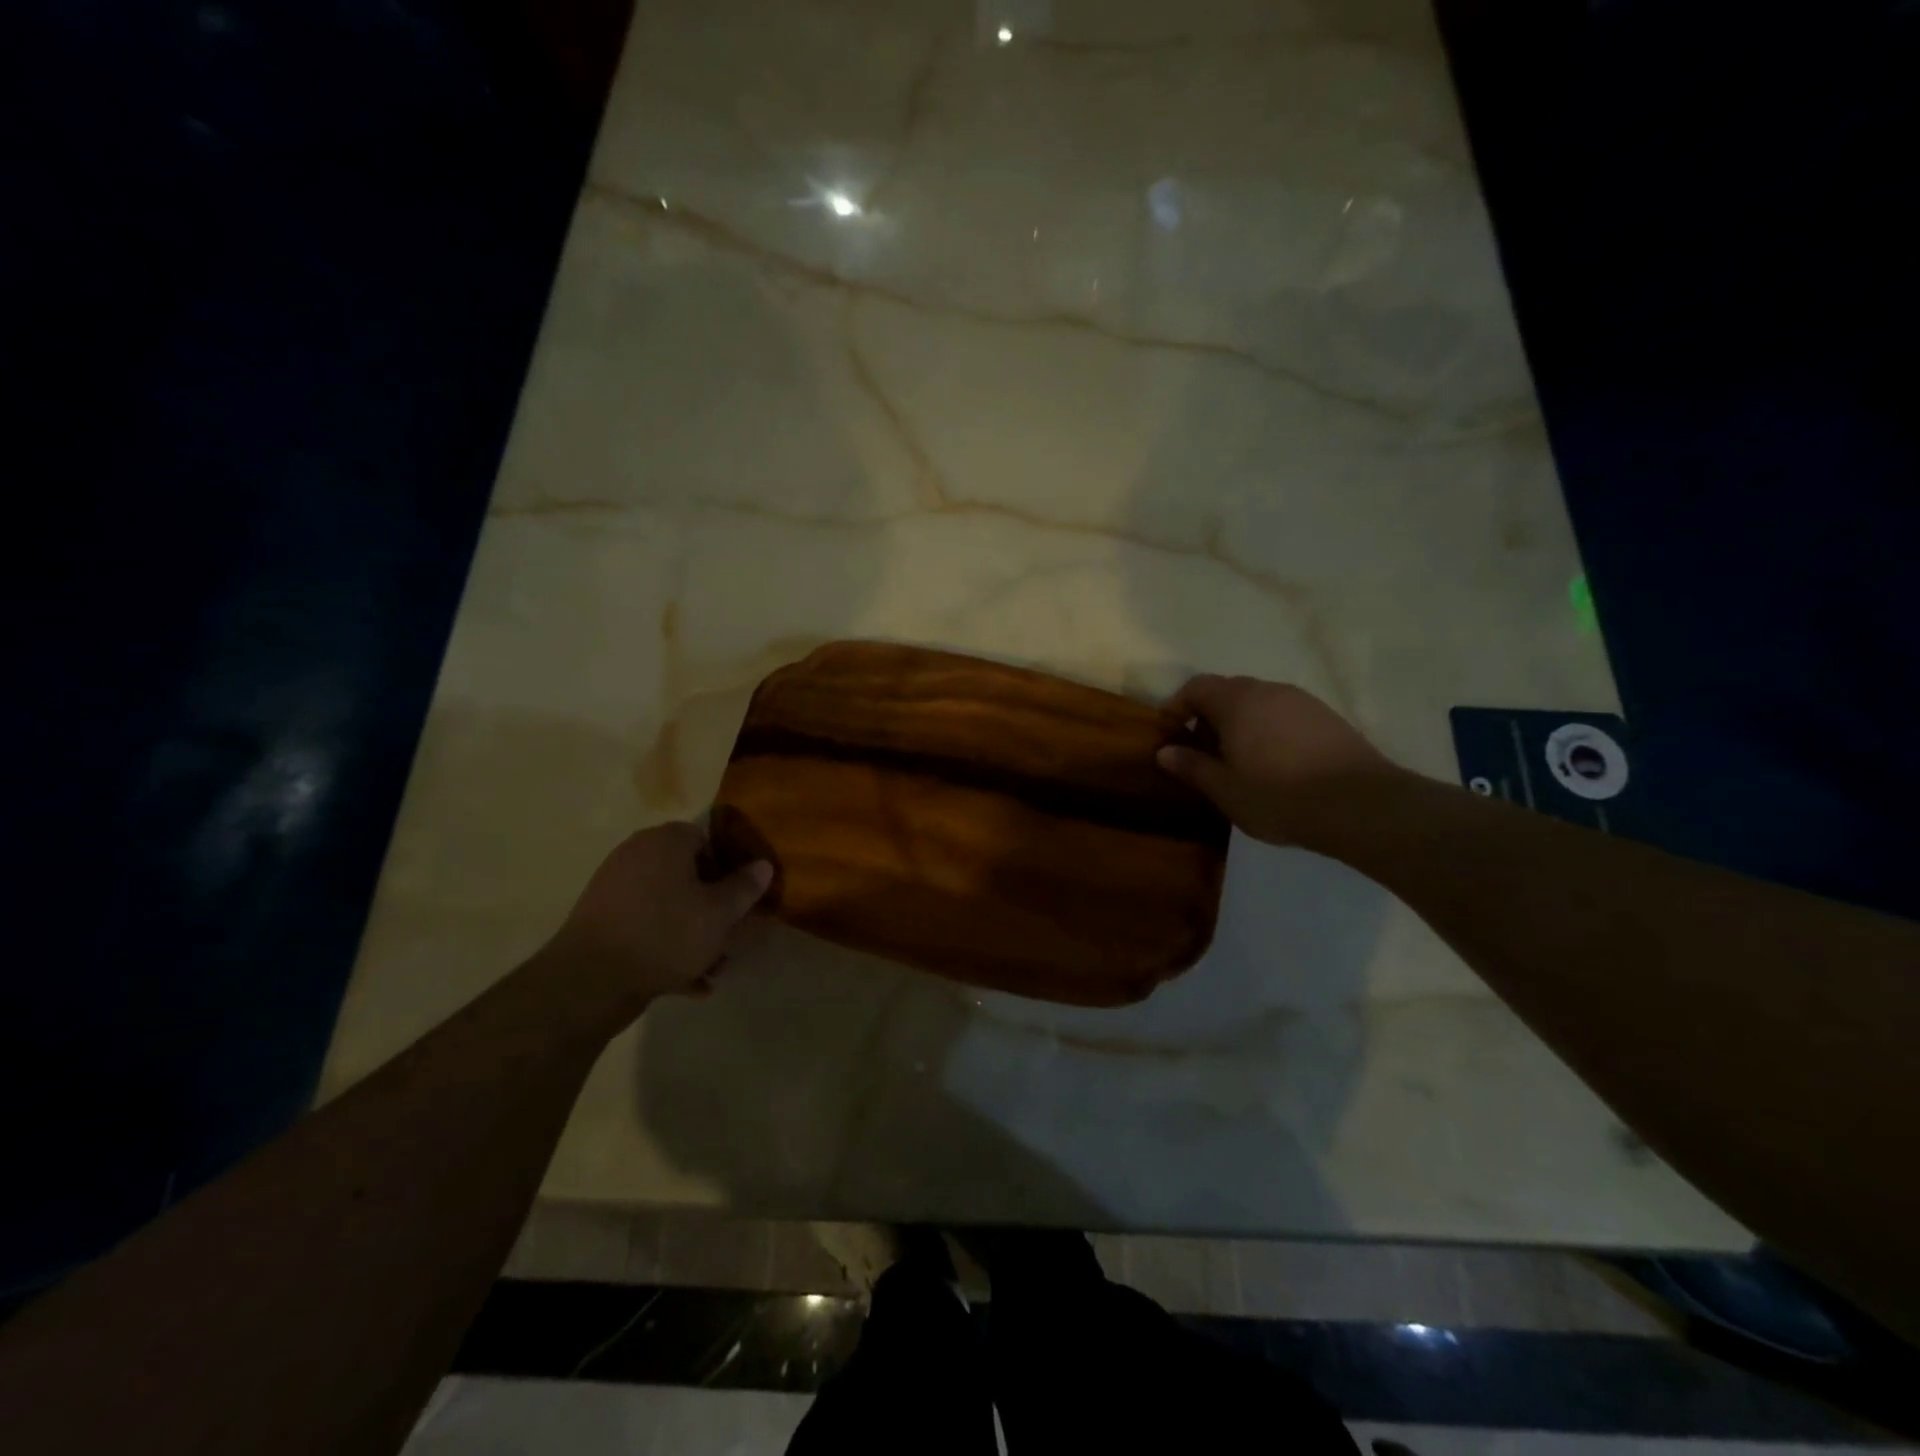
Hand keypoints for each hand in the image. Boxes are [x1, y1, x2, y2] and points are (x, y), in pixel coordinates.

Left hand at [542, 822, 772, 1009]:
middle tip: (730, 934)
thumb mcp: (720, 914)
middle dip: (711, 905)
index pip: (707, 839)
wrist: (590, 981)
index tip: (740, 897)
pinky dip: (665, 947)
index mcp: (666, 841)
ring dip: (692, 932)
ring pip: (667, 905)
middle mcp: (636, 854)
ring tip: (711, 966)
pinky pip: (645, 927)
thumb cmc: (666, 934)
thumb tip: (763, 865)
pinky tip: (686, 982)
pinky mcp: (600, 920)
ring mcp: (614, 888)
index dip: (728, 867)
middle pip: (687, 874)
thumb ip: (745, 887)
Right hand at [1156, 674, 1402, 846]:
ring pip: (1258, 702)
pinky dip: (1269, 729)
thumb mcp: (1226, 790)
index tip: (1172, 736)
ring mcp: (1302, 701)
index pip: (1196, 687)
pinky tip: (1276, 764)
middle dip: (1209, 717)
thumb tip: (1164, 751)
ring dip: (1241, 724)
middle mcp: (1268, 690)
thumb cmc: (1280, 797)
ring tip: (1240, 762)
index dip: (1178, 707)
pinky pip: (1284, 714)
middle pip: (1228, 691)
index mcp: (1237, 702)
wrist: (1361, 805)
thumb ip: (1192, 767)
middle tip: (1204, 754)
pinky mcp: (1327, 716)